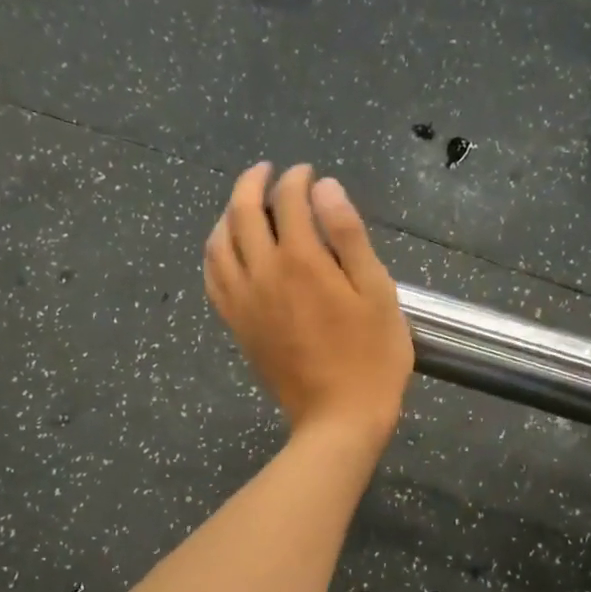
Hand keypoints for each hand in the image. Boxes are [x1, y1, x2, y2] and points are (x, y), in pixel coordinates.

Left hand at [205, 163, 412, 448]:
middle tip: (268, 172)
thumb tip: (324, 188)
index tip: (308, 174)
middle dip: (253, 182)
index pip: (288, 200)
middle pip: (242, 212)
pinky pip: (213, 279)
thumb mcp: (377, 293)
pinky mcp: (237, 326)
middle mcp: (263, 274)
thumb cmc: (372, 358)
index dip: (297, 178)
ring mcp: (243, 302)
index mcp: (302, 261)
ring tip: (243, 206)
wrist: (338, 418)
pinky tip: (227, 250)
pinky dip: (215, 253)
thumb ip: (349, 236)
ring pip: (218, 243)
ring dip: (227, 214)